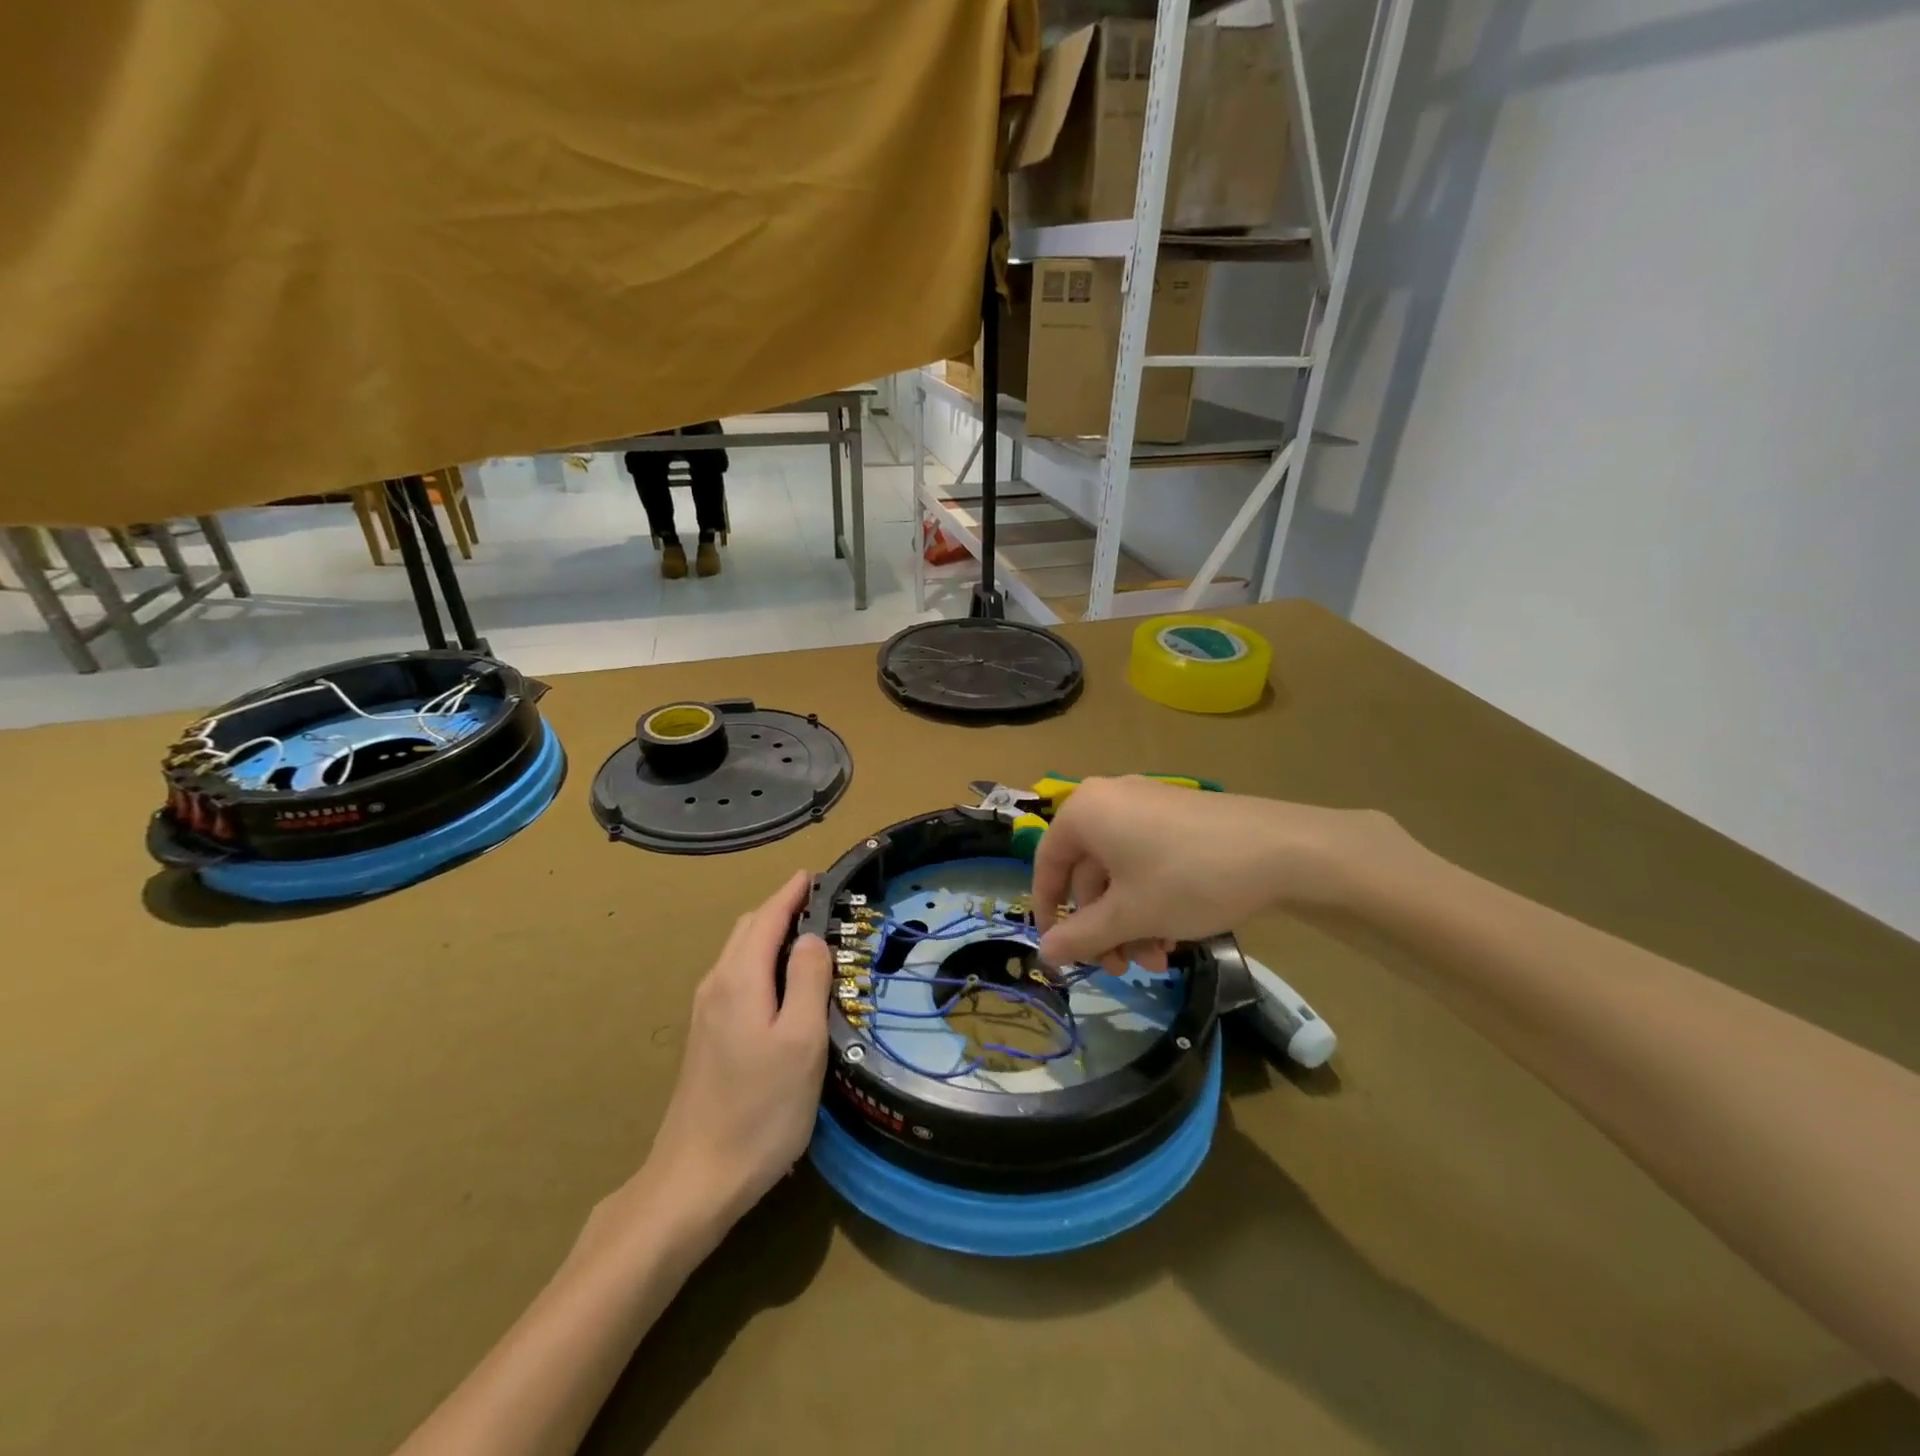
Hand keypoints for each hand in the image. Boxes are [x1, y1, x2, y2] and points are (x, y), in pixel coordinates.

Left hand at [618, 871, 832, 1237]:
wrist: (696, 1178)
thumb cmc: (760, 1109)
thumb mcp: (801, 1041)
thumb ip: (807, 979)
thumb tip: (812, 935)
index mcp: (739, 978)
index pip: (767, 916)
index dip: (792, 892)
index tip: (816, 874)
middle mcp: (716, 984)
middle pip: (749, 929)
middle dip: (782, 908)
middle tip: (823, 906)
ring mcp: (706, 1011)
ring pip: (740, 953)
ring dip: (772, 934)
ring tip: (809, 939)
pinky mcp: (706, 1036)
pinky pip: (736, 976)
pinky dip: (762, 961)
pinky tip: (781, 984)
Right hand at [1032, 777, 1407, 969]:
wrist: (1281, 850)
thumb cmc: (1187, 878)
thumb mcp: (1129, 915)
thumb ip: (1080, 935)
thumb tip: (1044, 953)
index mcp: (1085, 812)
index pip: (1047, 864)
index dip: (1047, 911)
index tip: (1058, 949)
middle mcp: (1109, 800)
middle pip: (1088, 872)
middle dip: (1103, 926)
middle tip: (1122, 967)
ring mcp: (1147, 804)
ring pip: (1121, 872)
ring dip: (1131, 921)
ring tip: (1159, 960)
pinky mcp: (1179, 816)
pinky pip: (1147, 860)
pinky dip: (1152, 899)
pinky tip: (1176, 935)